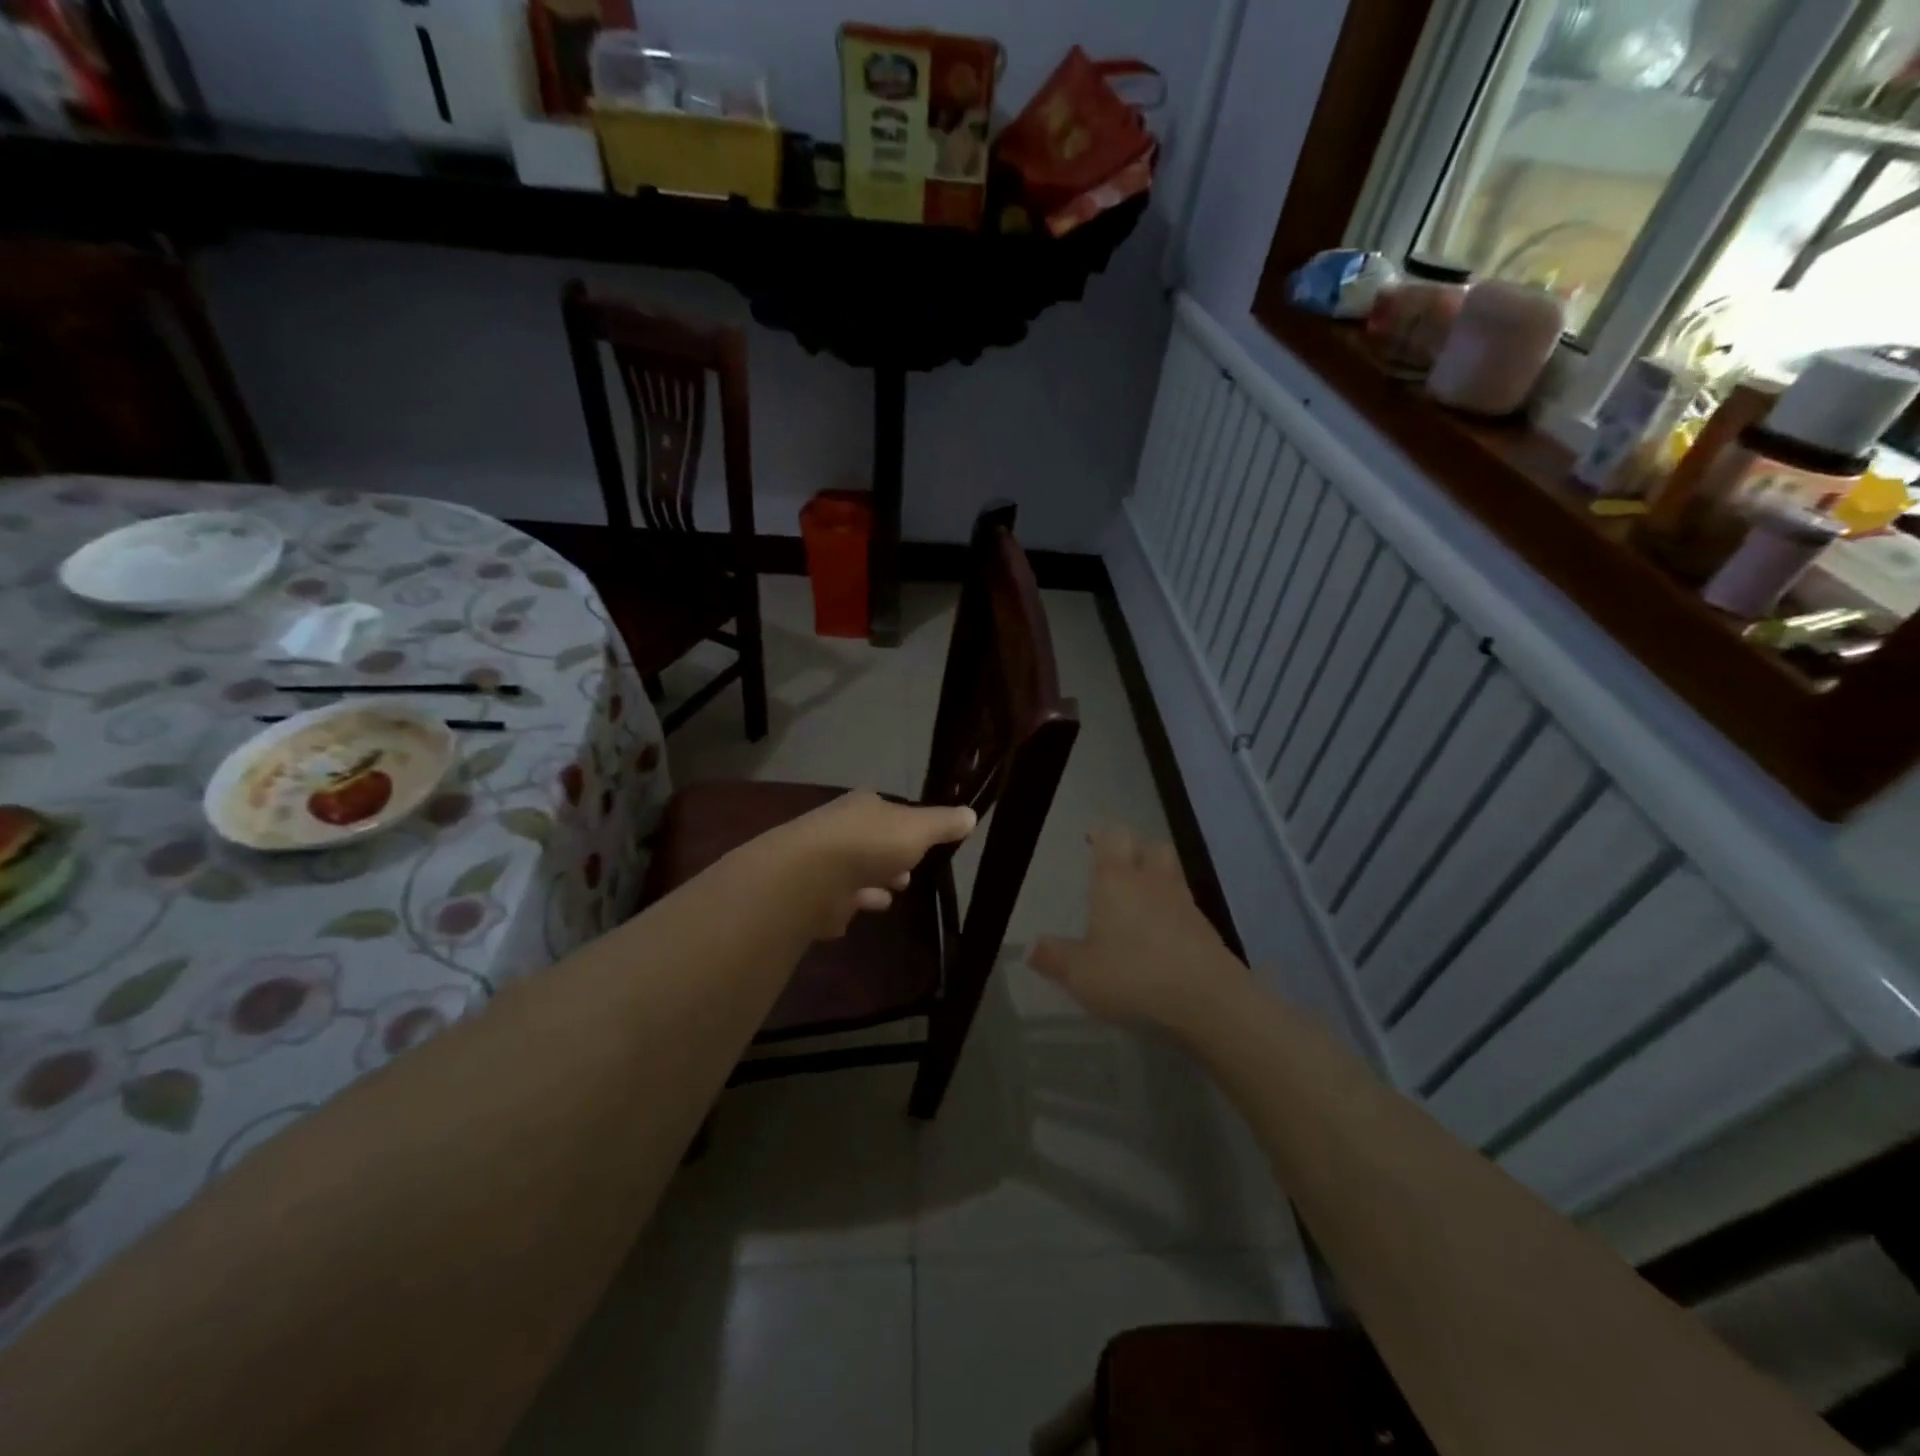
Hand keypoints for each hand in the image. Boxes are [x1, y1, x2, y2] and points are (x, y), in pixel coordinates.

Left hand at [762, 790, 975, 938]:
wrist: (810, 877)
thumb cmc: (870, 844)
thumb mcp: (919, 829)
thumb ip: (944, 824)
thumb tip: (971, 814)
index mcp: (864, 806)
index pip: (890, 811)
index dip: (908, 825)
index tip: (924, 842)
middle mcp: (841, 828)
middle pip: (872, 842)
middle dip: (890, 856)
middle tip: (908, 874)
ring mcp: (824, 862)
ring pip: (856, 872)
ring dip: (873, 882)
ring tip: (892, 895)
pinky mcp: (813, 896)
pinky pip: (839, 900)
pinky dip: (854, 904)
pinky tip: (866, 911)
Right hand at [1030, 827, 1248, 1035]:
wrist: (1209, 1001)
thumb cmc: (1134, 976)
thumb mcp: (1081, 974)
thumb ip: (1055, 958)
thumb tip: (1030, 948)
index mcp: (1117, 881)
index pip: (1113, 837)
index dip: (1102, 835)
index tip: (1091, 839)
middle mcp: (1153, 882)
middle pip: (1152, 847)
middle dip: (1136, 851)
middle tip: (1119, 867)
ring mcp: (1185, 904)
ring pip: (1172, 875)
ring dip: (1157, 880)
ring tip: (1139, 903)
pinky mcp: (1207, 931)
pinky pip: (1186, 908)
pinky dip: (1173, 913)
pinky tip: (1161, 938)